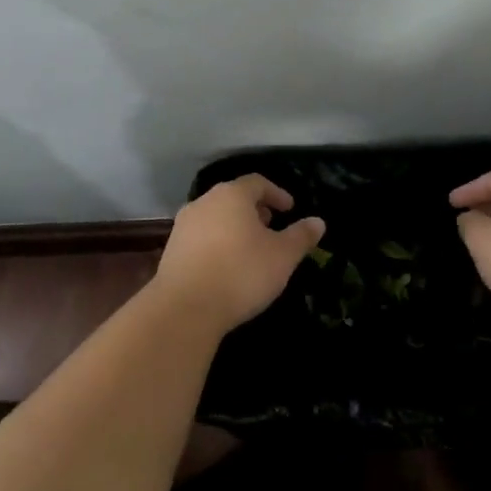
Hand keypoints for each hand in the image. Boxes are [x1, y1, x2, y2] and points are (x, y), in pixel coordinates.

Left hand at [152, 175, 325, 333]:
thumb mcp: (282, 256)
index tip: (290, 209)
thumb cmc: (241, 273)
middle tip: (272, 227)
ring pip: (216, 216)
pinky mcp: (171, 249)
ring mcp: (184, 225)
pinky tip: (227, 265)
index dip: (277, 193)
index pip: (257, 182)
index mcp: (232, 195)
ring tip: (251, 248)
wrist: (186, 308)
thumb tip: (318, 221)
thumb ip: (301, 236)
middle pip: (234, 197)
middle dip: (255, 209)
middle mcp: (204, 202)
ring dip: (235, 226)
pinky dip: (218, 242)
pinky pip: (201, 237)